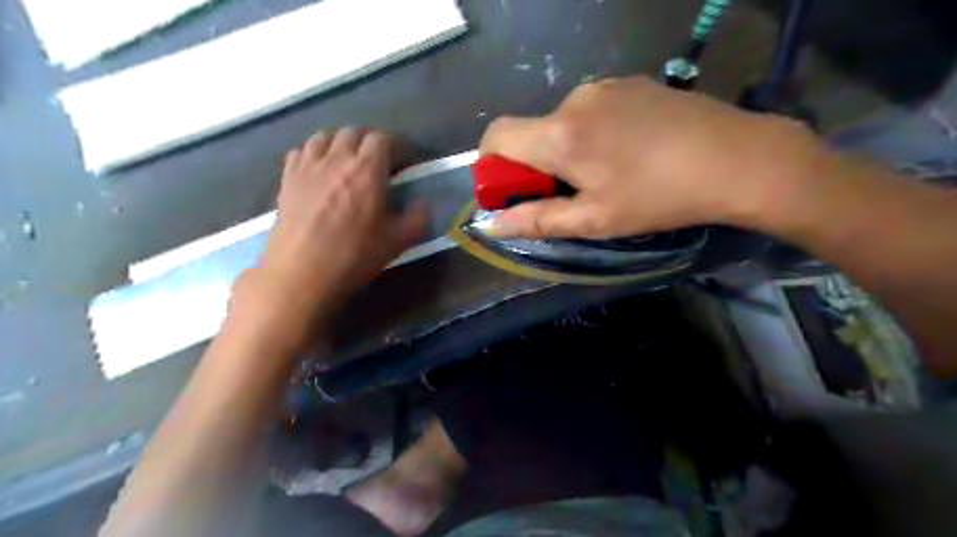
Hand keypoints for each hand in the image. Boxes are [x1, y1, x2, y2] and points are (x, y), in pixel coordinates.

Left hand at [251, 125, 425, 314]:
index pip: (383, 139)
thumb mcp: (397, 241)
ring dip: (340, 143)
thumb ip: (417, 219)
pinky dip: (313, 153)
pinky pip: (300, 151)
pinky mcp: (287, 179)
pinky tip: (318, 170)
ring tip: (346, 160)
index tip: (405, 160)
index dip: (397, 145)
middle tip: (378, 161)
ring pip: (324, 136)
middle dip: (369, 142)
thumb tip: (422, 204)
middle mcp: (337, 159)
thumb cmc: (353, 255)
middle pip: (353, 132)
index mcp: (367, 170)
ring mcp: (308, 166)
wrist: (301, 272)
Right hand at [482, 76, 826, 237]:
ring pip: (564, 121)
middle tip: (572, 192)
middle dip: (538, 164)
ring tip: (608, 173)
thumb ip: (538, 220)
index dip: (491, 164)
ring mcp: (606, 86)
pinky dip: (594, 131)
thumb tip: (492, 225)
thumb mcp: (594, 220)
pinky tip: (629, 150)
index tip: (511, 190)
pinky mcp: (632, 82)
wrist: (737, 159)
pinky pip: (593, 109)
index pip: (497, 136)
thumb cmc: (658, 197)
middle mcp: (574, 100)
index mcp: (559, 135)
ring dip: (568, 148)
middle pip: (532, 131)